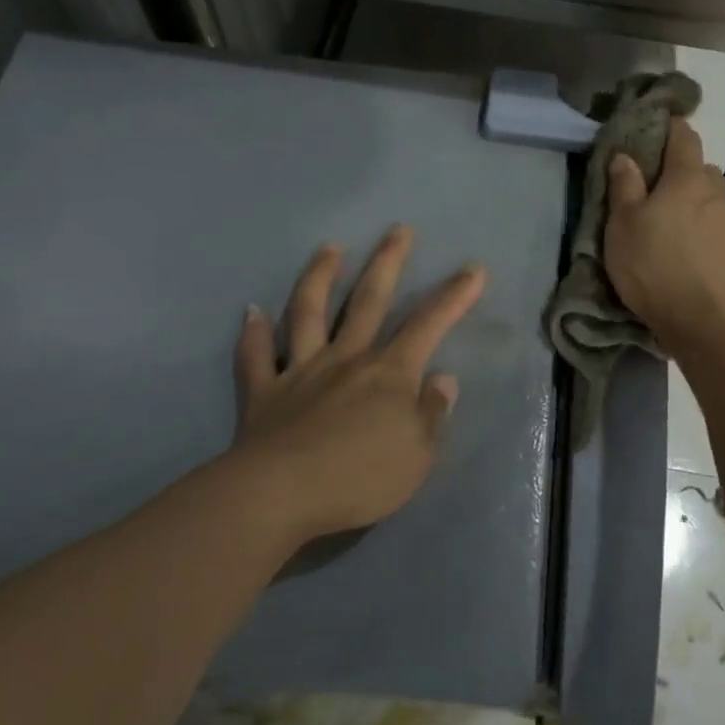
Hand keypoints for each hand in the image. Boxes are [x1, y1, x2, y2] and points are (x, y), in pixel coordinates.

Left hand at [230, 226, 486, 543]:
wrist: (282, 494)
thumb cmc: (360, 477)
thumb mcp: (418, 454)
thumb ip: (431, 413)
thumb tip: (442, 378)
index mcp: (389, 373)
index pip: (429, 325)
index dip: (454, 296)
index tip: (473, 268)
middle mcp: (346, 359)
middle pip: (369, 301)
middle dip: (388, 263)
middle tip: (398, 230)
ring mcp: (301, 371)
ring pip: (309, 313)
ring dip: (320, 277)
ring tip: (329, 248)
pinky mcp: (264, 392)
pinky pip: (256, 357)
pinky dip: (253, 334)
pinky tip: (250, 313)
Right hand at [603, 117, 724, 352]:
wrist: (702, 320)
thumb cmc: (654, 265)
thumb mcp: (623, 224)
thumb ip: (624, 186)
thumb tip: (626, 156)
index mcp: (687, 178)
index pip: (685, 137)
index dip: (670, 127)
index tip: (654, 127)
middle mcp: (714, 192)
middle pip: (700, 167)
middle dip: (680, 168)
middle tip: (652, 184)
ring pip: (709, 197)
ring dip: (691, 199)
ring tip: (667, 218)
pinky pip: (714, 223)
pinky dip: (699, 225)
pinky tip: (683, 245)